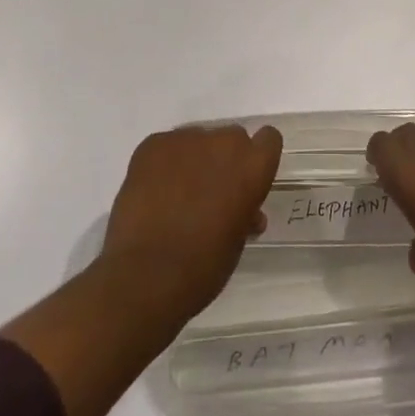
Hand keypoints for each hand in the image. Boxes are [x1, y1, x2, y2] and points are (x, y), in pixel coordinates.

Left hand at [98, 124, 282, 320]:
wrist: (145, 276)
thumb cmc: (201, 268)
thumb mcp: (236, 243)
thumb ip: (244, 214)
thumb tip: (245, 212)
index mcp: (252, 166)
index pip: (269, 139)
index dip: (258, 159)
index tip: (246, 181)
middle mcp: (223, 142)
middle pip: (231, 139)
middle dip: (223, 161)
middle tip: (209, 194)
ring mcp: (185, 139)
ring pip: (197, 141)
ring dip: (193, 162)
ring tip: (175, 197)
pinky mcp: (153, 143)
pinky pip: (167, 147)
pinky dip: (164, 165)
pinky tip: (153, 194)